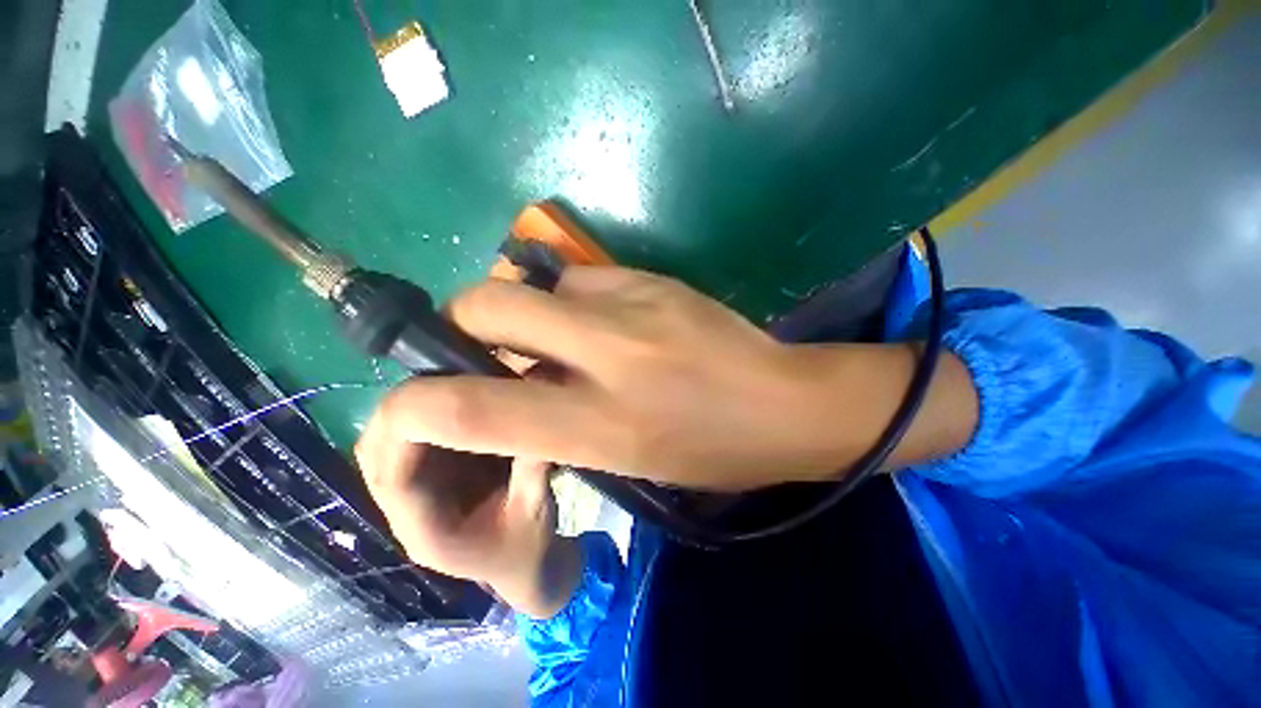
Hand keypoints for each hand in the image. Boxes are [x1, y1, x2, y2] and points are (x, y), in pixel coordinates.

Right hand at [356, 266, 976, 613]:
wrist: (789, 404)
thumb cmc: (713, 450)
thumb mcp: (627, 456)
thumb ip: (557, 418)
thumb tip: (510, 381)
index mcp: (604, 423)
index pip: (476, 408)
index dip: (417, 406)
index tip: (410, 402)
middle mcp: (610, 353)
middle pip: (490, 302)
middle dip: (466, 318)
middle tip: (487, 343)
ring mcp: (636, 303)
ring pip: (539, 282)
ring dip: (529, 307)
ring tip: (556, 335)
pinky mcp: (657, 277)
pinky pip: (586, 276)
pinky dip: (575, 297)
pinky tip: (604, 319)